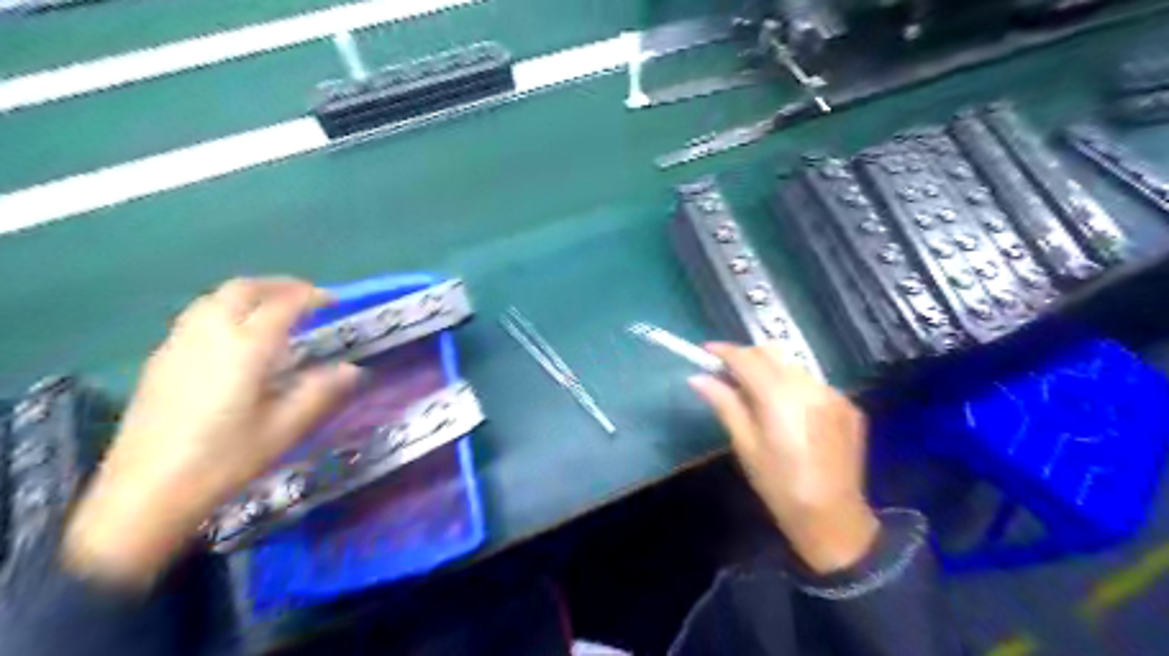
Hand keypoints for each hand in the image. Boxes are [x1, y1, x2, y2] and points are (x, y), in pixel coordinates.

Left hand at [62, 280, 361, 585]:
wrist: (145, 494)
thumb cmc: (224, 461)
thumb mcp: (284, 429)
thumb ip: (320, 392)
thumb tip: (354, 369)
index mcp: (245, 349)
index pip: (282, 305)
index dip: (311, 297)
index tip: (334, 301)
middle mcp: (210, 335)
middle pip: (243, 289)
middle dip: (279, 284)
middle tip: (306, 296)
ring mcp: (179, 344)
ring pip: (215, 298)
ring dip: (250, 293)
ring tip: (274, 308)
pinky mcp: (161, 359)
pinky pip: (198, 315)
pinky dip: (226, 308)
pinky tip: (237, 335)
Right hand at [686, 343, 875, 573]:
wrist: (834, 518)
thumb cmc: (779, 486)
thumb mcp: (745, 446)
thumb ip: (724, 404)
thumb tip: (698, 378)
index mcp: (780, 397)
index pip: (748, 359)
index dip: (725, 351)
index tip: (706, 351)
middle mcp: (810, 386)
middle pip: (772, 354)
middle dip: (747, 357)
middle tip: (726, 372)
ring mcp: (834, 394)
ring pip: (794, 366)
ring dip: (771, 370)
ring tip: (755, 392)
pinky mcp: (849, 405)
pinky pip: (813, 383)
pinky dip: (794, 386)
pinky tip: (787, 410)